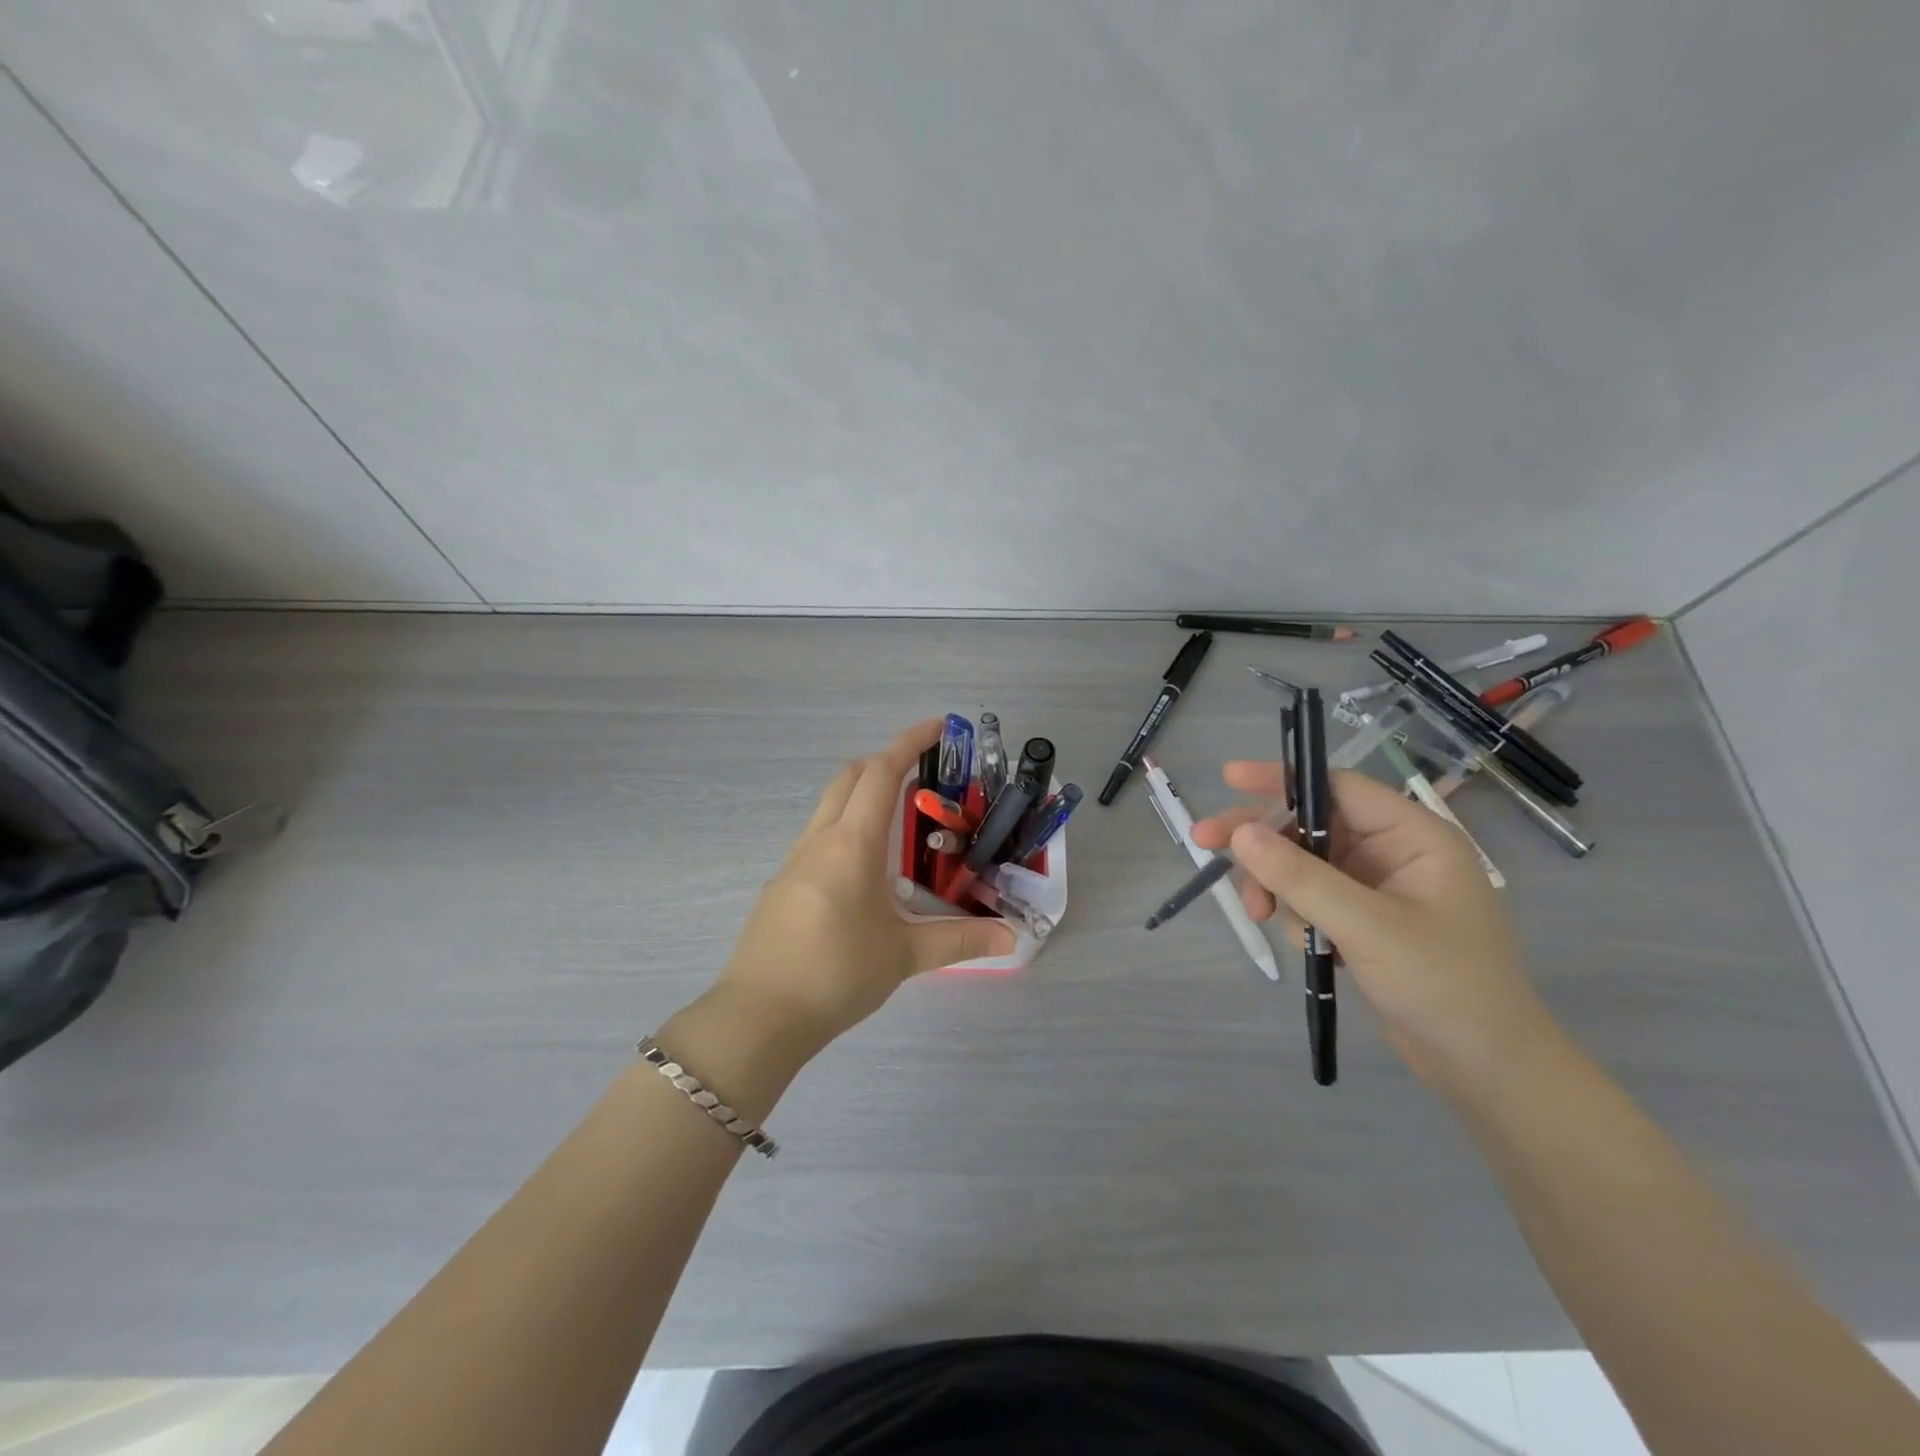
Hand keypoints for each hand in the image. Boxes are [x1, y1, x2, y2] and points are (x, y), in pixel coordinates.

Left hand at [711, 719, 1015, 1051]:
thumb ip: (959, 941)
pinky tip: (864, 868)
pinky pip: (818, 836)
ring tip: (899, 818)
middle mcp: (820, 840)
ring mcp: (794, 861)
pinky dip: (846, 826)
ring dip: (862, 793)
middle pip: (849, 777)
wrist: (759, 1016)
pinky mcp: (782, 885)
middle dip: (885, 761)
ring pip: (829, 805)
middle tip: (922, 770)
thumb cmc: (836, 974)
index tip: (938, 726)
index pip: (880, 774)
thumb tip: (1011, 939)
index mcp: (852, 844)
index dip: (909, 743)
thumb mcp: (905, 956)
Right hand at [1192, 763, 1553, 1088]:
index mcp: (1413, 836)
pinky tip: (1301, 939)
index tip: (1228, 779)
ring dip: (1275, 883)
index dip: (1282, 779)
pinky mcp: (1365, 921)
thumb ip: (1299, 876)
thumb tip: (1240, 833)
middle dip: (1262, 839)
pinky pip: (1313, 896)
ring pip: (1304, 863)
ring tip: (1258, 914)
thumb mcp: (1365, 926)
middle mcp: (1395, 852)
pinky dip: (1294, 909)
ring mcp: (1379, 888)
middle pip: (1311, 825)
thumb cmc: (1442, 986)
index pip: (1338, 788)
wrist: (1487, 1070)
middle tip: (1204, 842)